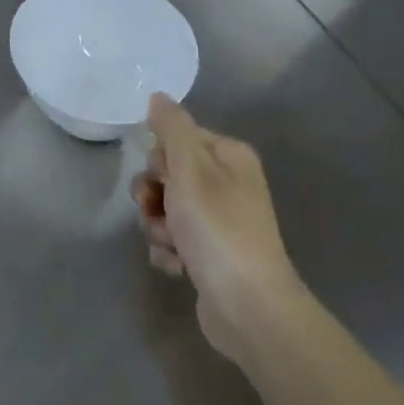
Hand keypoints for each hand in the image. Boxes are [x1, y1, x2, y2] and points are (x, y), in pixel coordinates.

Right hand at [132, 94, 303, 366]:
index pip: (177, 138)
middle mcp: (227, 184)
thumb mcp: (189, 168)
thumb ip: (171, 127)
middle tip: (159, 211)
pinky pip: (172, 240)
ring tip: (172, 245)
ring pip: (165, 209)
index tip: (162, 177)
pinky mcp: (210, 254)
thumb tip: (158, 96)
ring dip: (159, 226)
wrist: (249, 308)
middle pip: (167, 174)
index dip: (161, 158)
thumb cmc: (218, 229)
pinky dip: (169, 252)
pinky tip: (179, 266)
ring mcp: (220, 221)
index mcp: (228, 156)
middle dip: (154, 195)